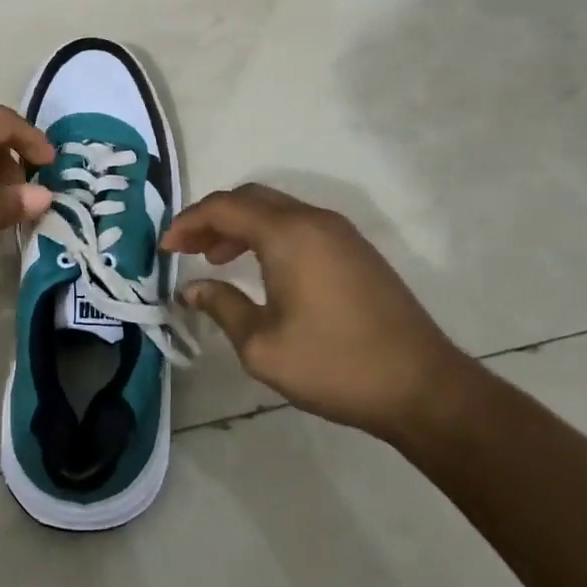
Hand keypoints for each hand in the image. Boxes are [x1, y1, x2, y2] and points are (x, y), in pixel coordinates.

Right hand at [161, 183, 468, 438]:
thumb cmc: (334, 365)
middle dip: (211, 218)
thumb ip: (221, 307)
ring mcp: (340, 233)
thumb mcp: (262, 345)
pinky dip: (268, 235)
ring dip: (240, 226)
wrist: (422, 387)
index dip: (188, 222)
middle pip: (250, 199)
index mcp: (287, 235)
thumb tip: (191, 289)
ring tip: (216, 259)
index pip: (223, 208)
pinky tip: (260, 269)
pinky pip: (299, 225)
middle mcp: (313, 220)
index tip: (164, 247)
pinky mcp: (356, 251)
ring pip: (276, 210)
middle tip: (186, 248)